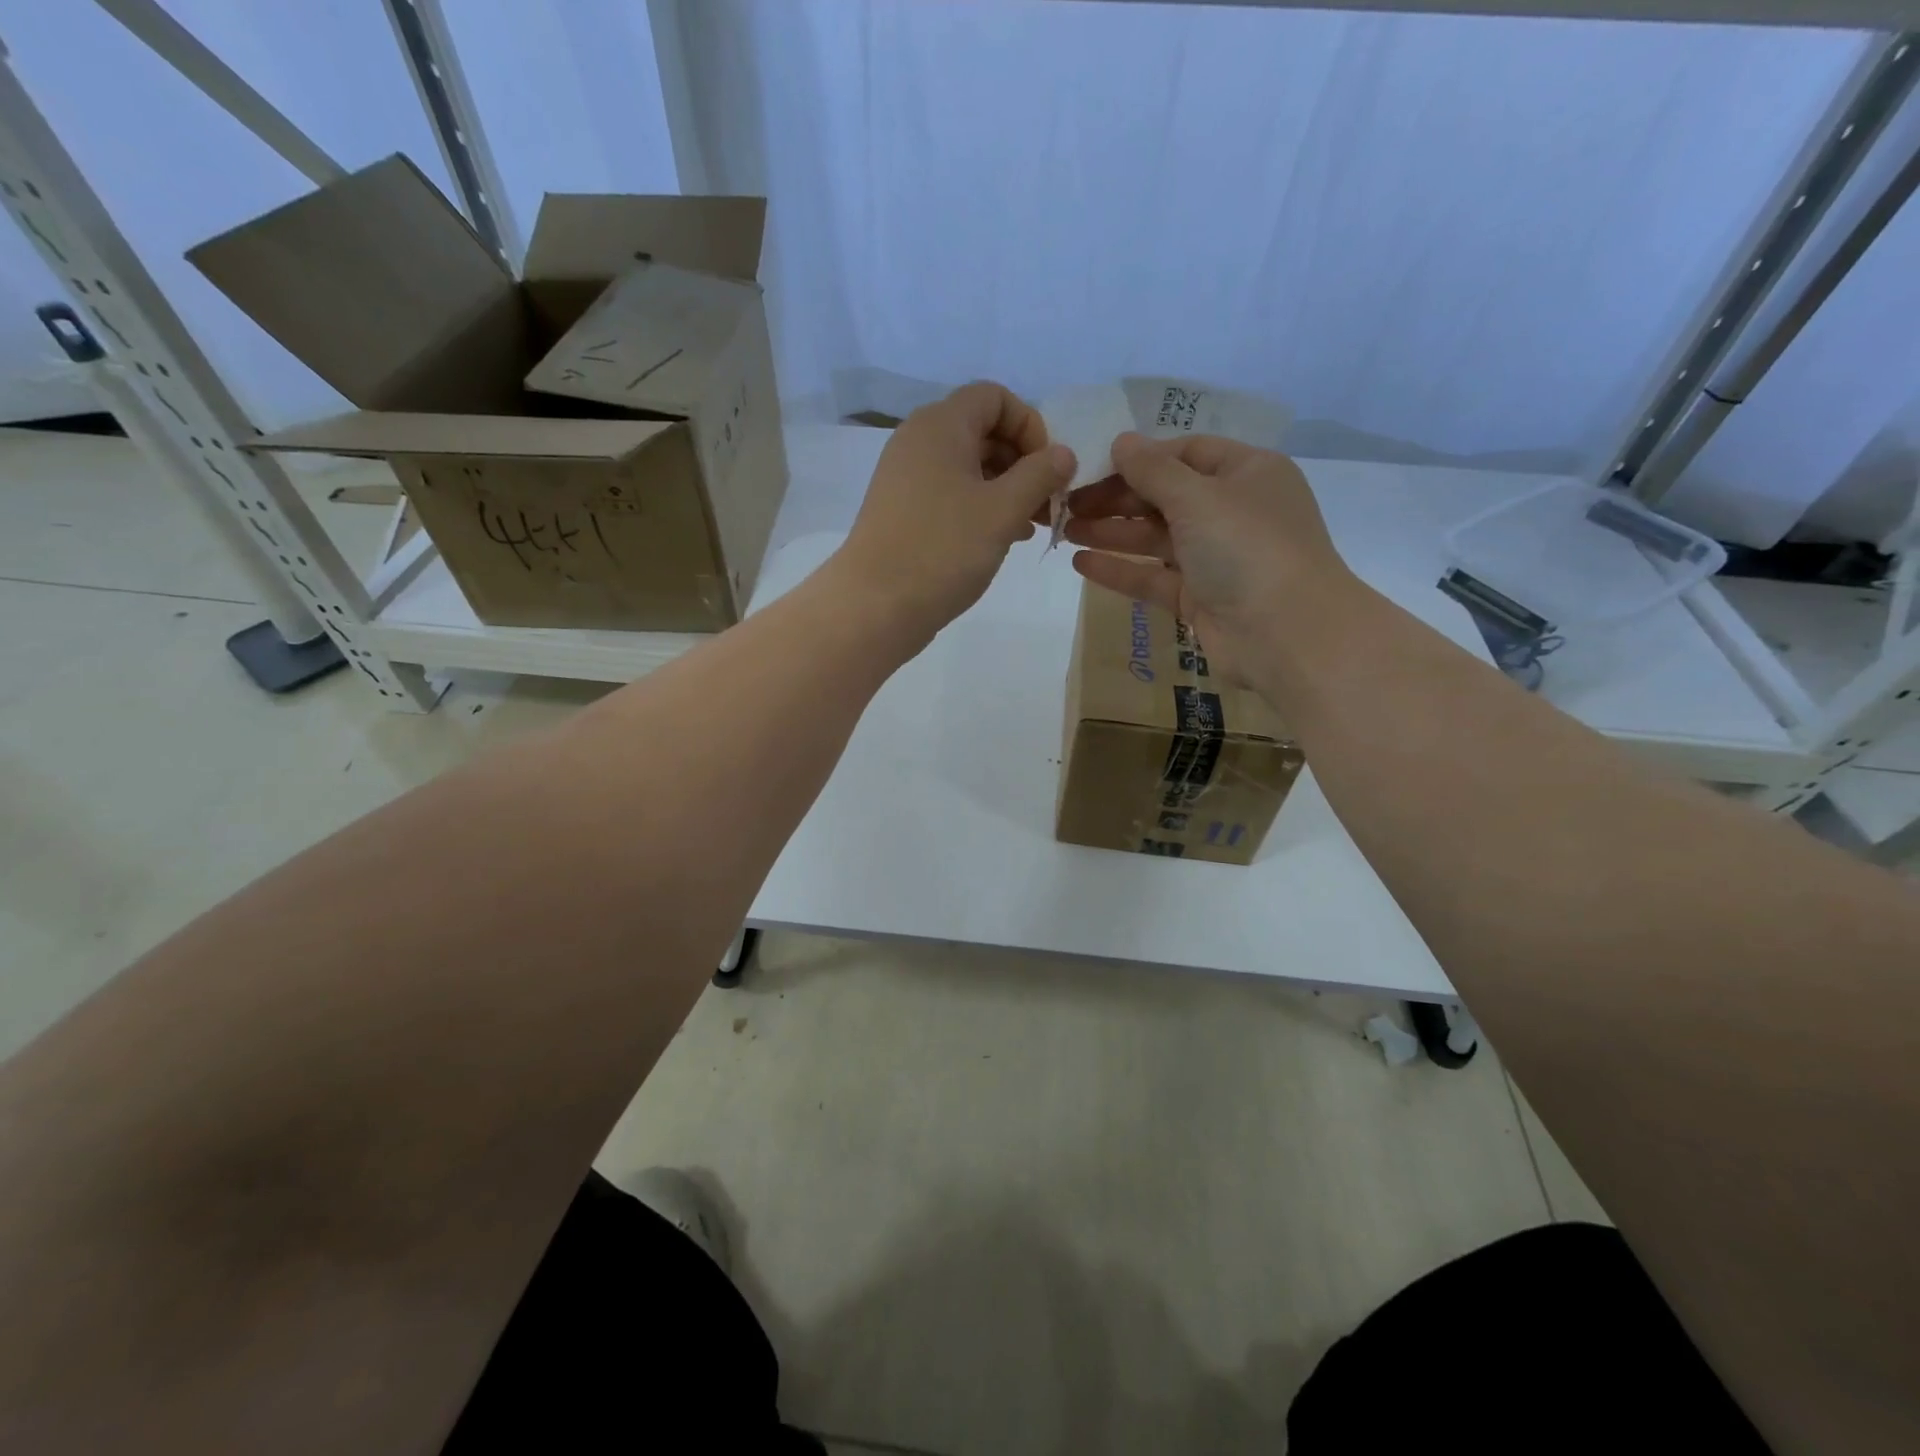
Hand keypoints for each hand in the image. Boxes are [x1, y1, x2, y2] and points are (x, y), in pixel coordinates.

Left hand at [831, 381, 1075, 639]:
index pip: (995, 396)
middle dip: (1022, 462)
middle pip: (982, 431)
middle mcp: (919, 440)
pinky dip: (979, 507)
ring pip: (968, 467)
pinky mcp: (902, 510)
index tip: (1047, 469)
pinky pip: (950, 494)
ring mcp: (906, 477)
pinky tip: (1002, 538)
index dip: (1030, 425)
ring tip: (1031, 526)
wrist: (876, 606)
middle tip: (1046, 504)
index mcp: (941, 424)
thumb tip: (1063, 454)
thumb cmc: (944, 549)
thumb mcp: (1004, 510)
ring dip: (1005, 489)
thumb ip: (1040, 475)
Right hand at [1063, 432, 1356, 683]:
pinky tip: (1081, 564)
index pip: (1186, 453)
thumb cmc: (1247, 548)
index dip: (1140, 457)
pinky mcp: (1199, 598)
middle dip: (1117, 498)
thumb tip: (1122, 440)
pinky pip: (1154, 577)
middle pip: (1165, 496)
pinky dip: (1120, 569)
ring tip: (1065, 531)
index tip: (1093, 466)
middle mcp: (1232, 511)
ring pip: (1156, 538)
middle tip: (1067, 503)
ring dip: (1112, 533)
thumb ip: (1154, 470)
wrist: (1287, 635)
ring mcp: (1216, 558)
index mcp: (1246, 473)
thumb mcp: (1198, 497)